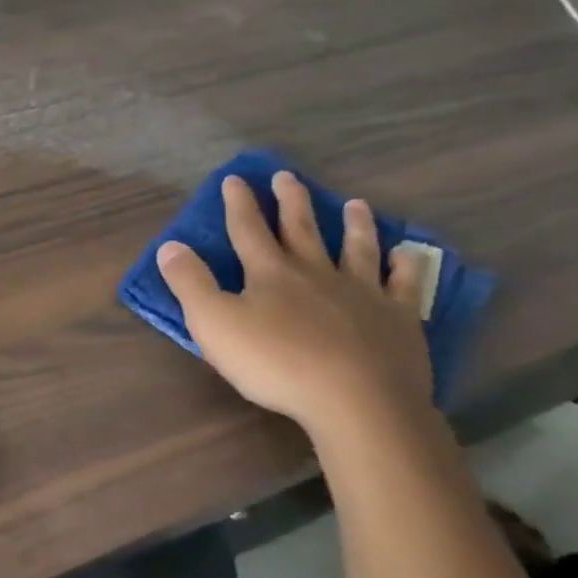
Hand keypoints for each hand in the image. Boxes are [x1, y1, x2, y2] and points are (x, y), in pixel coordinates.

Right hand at [156, 172, 431, 437]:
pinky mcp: (397, 318)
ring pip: (356, 248)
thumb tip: (170, 246)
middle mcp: (316, 272)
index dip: (239, 203)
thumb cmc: (277, 363)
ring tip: (355, 204)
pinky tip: (407, 253)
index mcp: (270, 273)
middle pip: (301, 228)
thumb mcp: (214, 324)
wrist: (357, 401)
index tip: (235, 178)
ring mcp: (362, 292)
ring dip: (355, 224)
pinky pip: (404, 284)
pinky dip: (405, 265)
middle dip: (291, 201)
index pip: (248, 229)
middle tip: (287, 176)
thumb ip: (190, 283)